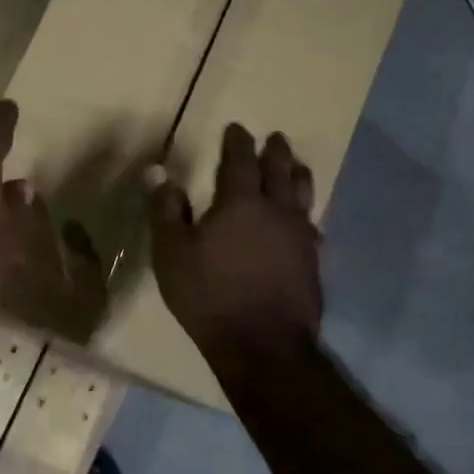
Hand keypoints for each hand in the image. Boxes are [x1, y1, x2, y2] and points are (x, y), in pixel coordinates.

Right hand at [149, 125, 322, 362]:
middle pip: (280, 171)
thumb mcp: (171, 253)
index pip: (240, 160)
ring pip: (304, 194)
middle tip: (275, 138)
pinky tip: (305, 221)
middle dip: (275, 151)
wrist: (263, 345)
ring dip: (298, 175)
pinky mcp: (313, 262)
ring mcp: (300, 237)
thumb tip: (160, 174)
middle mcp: (277, 211)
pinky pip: (312, 225)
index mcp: (241, 203)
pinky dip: (306, 214)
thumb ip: (166, 211)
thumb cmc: (208, 295)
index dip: (237, 142)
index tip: (236, 128)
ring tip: (298, 165)